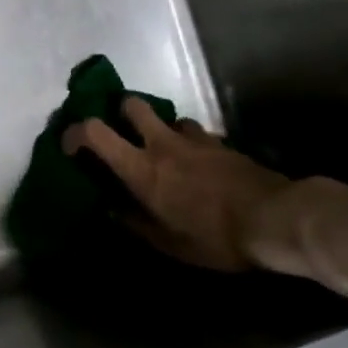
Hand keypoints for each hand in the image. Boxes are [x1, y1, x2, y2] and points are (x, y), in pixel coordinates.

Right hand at [62, 98, 289, 271]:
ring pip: (168, 118)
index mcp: (141, 168)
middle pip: (131, 104)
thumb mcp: (169, 243)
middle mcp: (162, 144)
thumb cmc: (215, 237)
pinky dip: (191, 143)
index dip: (75, 132)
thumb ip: (136, 223)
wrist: (276, 219)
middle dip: (121, 112)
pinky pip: (196, 134)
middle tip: (123, 134)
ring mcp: (194, 139)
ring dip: (161, 130)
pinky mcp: (221, 142)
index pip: (95, 131)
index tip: (71, 146)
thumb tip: (112, 211)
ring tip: (167, 153)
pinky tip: (200, 164)